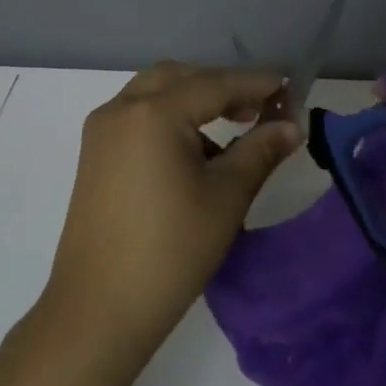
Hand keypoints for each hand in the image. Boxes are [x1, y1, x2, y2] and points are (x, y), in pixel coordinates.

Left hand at [40, 61, 303, 375]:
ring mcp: (101, 132)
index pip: (214, 83)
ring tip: (231, 131)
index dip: (255, 84)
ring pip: (154, 94)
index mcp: (153, 113)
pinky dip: (168, 119)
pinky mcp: (93, 155)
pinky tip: (193, 155)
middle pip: (179, 78)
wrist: (99, 308)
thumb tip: (292, 125)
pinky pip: (136, 117)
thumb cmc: (172, 250)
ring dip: (193, 100)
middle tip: (258, 109)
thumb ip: (260, 151)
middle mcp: (120, 109)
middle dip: (221, 86)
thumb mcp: (226, 197)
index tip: (289, 87)